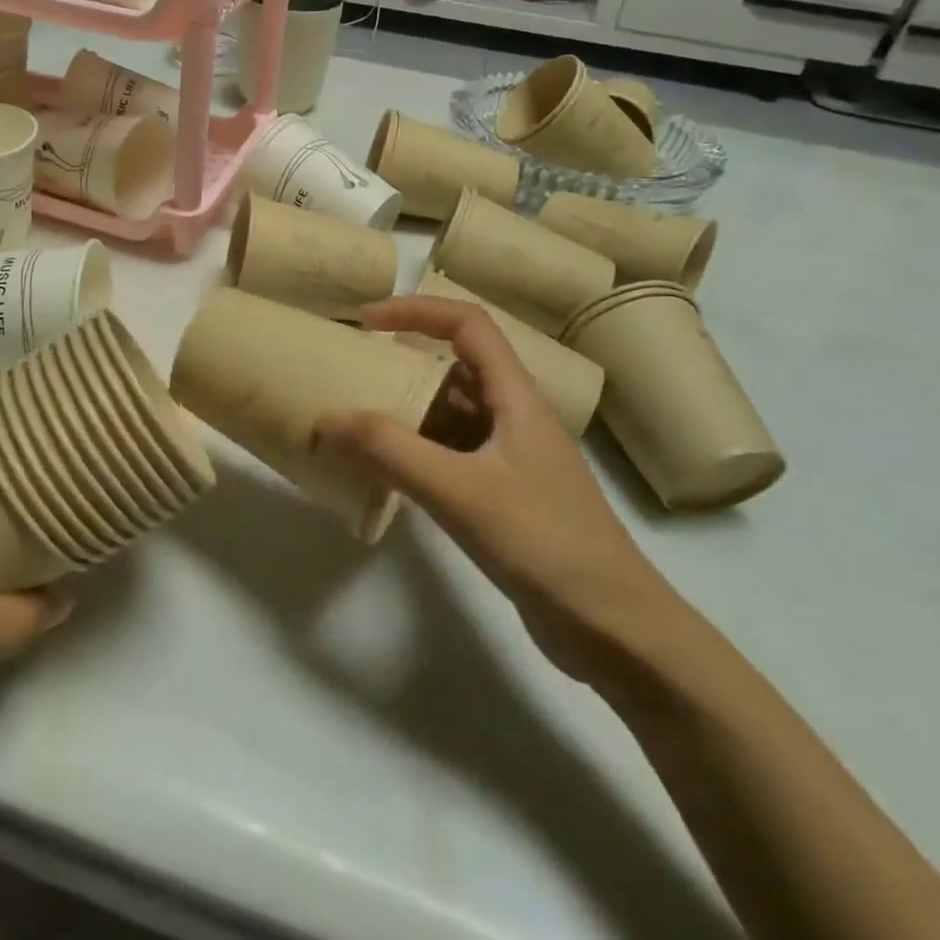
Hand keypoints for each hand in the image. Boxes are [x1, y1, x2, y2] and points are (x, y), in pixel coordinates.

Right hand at [316, 296, 676, 685]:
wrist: (614, 629)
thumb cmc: (544, 543)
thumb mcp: (460, 491)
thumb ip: (390, 452)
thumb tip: (326, 419)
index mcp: (516, 397)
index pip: (468, 324)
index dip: (417, 310)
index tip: (366, 322)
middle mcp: (513, 416)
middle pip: (454, 366)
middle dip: (402, 361)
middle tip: (352, 371)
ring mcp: (509, 457)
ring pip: (449, 413)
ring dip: (405, 409)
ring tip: (355, 418)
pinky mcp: (503, 494)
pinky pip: (449, 453)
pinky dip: (414, 451)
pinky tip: (383, 471)